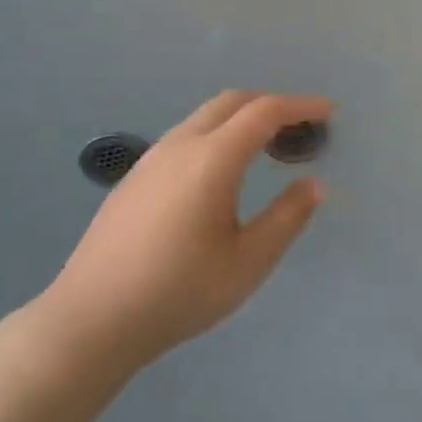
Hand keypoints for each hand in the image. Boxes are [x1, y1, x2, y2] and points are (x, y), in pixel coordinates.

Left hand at [36, 90, 329, 371]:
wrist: (91, 319)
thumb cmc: (179, 292)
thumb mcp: (248, 262)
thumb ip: (287, 218)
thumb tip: (314, 184)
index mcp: (212, 160)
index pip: (265, 112)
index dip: (301, 106)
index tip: (329, 112)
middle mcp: (181, 145)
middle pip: (232, 102)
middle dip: (272, 105)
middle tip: (302, 128)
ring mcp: (152, 159)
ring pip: (205, 117)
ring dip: (242, 119)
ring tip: (269, 149)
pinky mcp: (135, 178)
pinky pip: (187, 136)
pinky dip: (218, 135)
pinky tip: (223, 174)